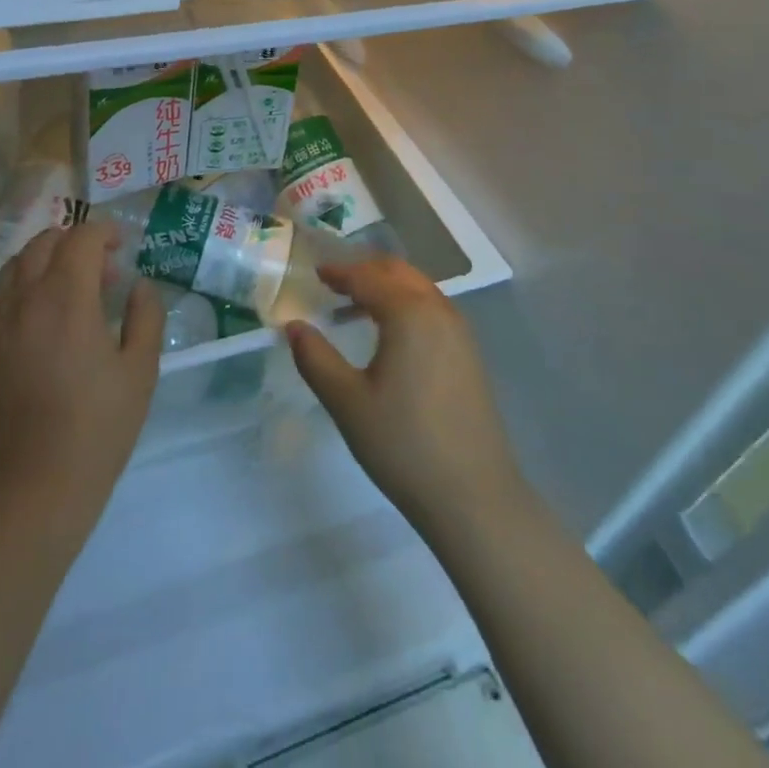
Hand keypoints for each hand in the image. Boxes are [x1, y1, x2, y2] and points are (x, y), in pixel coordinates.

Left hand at [0, 222, 163, 536]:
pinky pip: (0, 294)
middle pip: (44, 242)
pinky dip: (23, 284)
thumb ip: (145, 315)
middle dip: (75, 242)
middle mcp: (25, 299)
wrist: (38, 485)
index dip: (104, 232)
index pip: (81, 239)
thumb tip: (138, 286)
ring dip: (46, 260)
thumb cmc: (100, 426)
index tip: (123, 246)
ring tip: (71, 288)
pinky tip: (43, 315)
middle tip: (103, 271)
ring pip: (16, 264)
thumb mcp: (141, 369)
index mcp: (66, 299)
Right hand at [286, 257, 529, 537]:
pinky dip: (405, 304)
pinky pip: (432, 309)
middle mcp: (438, 310)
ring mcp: (460, 331)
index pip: (367, 277)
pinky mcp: (469, 354)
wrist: (475, 497)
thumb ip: (315, 358)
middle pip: (398, 272)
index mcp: (409, 313)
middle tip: (333, 282)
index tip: (315, 272)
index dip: (339, 272)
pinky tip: (388, 334)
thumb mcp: (347, 402)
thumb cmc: (404, 445)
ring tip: (354, 306)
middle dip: (365, 270)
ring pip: (418, 288)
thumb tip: (293, 326)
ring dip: (386, 286)